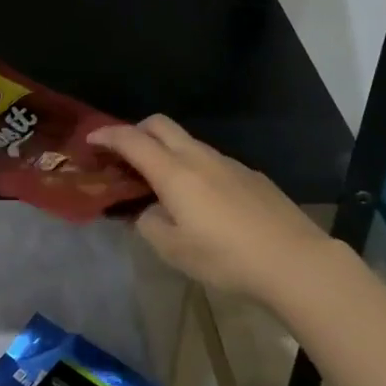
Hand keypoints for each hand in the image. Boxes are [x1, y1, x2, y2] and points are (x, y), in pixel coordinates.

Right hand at [89, 115, 341, 299]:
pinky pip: (210, 160)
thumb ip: (149, 224)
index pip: (132, 140)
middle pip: (160, 125)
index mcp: (174, 172)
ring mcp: (228, 163)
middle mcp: (199, 157)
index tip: (91, 140)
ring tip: (161, 184)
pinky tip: (201, 201)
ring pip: (187, 142)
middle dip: (136, 131)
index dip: (107, 135)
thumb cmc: (226, 257)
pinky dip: (193, 167)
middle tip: (123, 155)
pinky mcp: (250, 175)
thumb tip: (145, 211)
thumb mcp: (174, 250)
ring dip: (166, 151)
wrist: (294, 261)